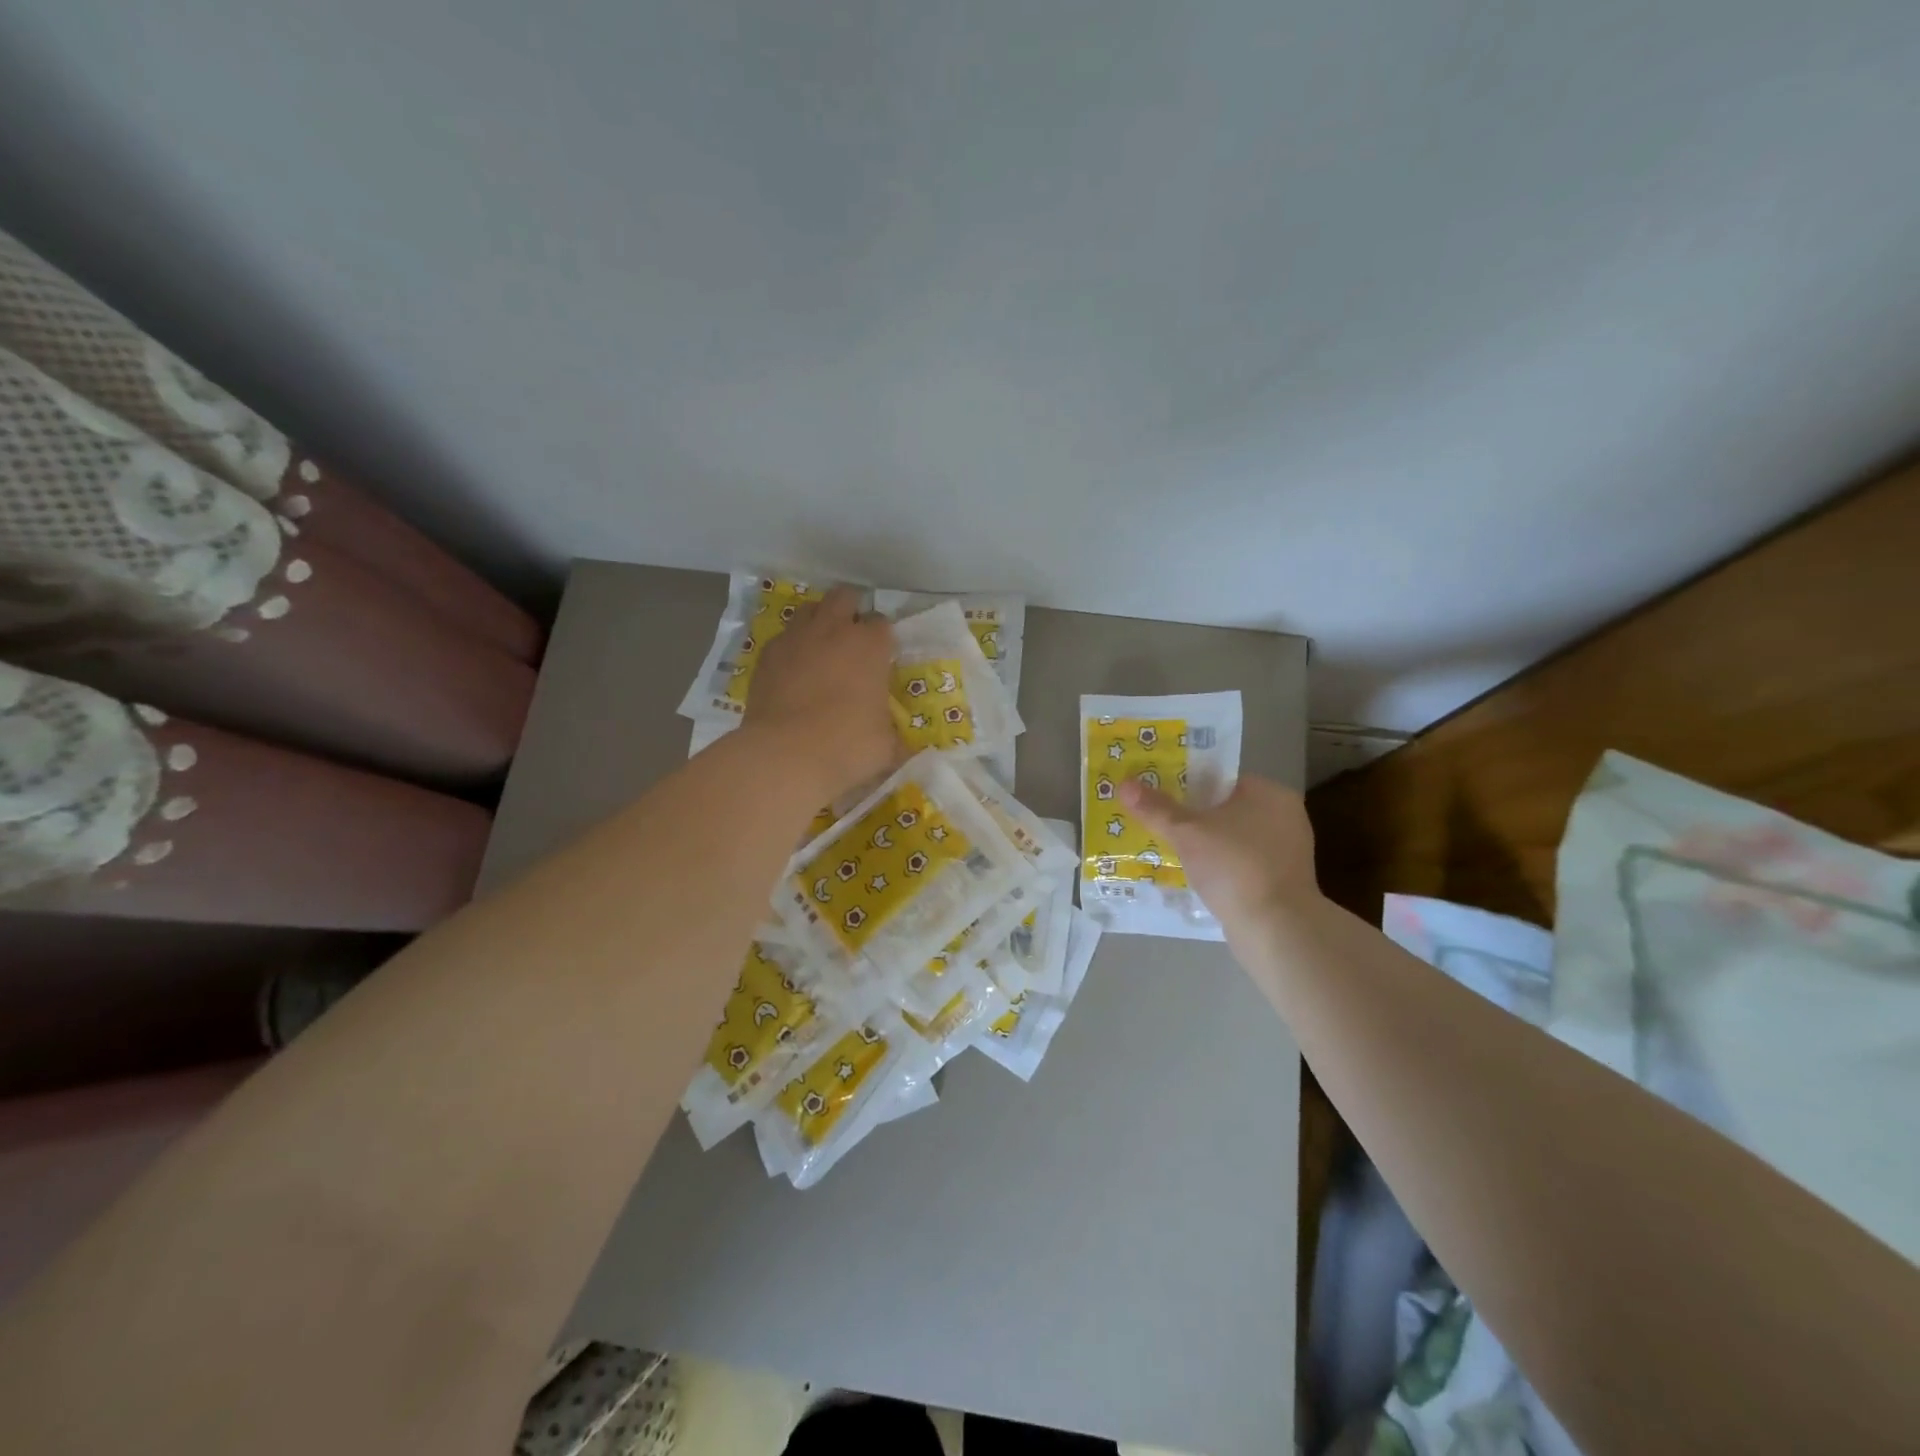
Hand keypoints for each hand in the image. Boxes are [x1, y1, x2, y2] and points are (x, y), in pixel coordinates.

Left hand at [743, 585, 896, 797]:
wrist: (785, 755)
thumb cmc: (847, 746)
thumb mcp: (887, 745)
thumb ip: (893, 732)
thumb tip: (902, 744)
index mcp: (870, 645)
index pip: (883, 623)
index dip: (883, 638)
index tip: (882, 656)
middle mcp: (833, 630)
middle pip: (844, 597)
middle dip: (851, 610)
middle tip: (853, 638)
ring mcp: (796, 638)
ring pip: (809, 609)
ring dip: (819, 620)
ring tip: (822, 646)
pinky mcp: (767, 655)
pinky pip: (784, 638)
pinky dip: (792, 647)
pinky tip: (794, 670)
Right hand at [1118, 775, 1320, 929]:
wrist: (1276, 929)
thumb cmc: (1235, 867)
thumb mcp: (1187, 833)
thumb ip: (1156, 808)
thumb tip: (1124, 784)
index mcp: (1270, 794)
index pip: (1221, 779)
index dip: (1187, 785)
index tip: (1159, 797)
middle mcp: (1285, 817)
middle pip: (1226, 810)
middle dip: (1193, 819)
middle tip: (1158, 824)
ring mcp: (1287, 851)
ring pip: (1233, 839)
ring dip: (1205, 846)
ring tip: (1169, 851)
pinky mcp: (1282, 881)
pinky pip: (1241, 865)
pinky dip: (1220, 868)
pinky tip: (1195, 877)